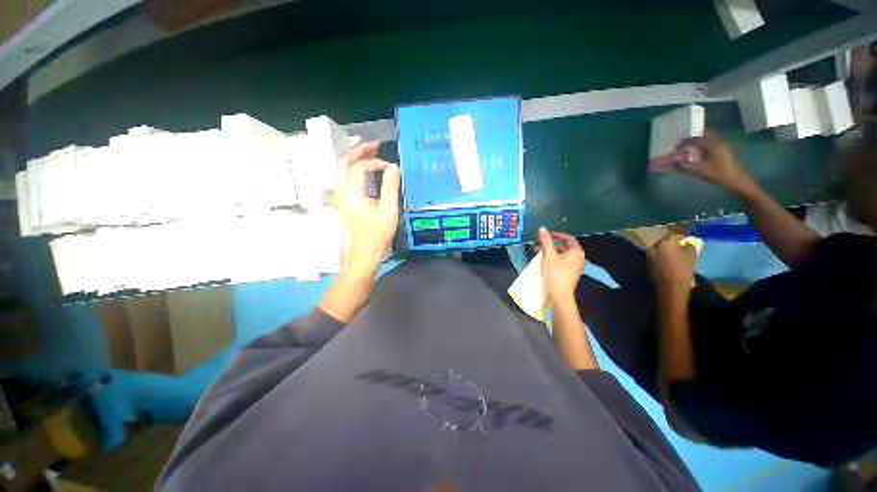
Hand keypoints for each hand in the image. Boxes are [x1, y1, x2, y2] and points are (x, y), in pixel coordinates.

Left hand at [335, 141, 400, 271]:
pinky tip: (367, 171)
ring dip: (356, 158)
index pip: (360, 166)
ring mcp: (341, 196)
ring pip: (343, 168)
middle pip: (345, 161)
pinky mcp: (344, 202)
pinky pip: (346, 178)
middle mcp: (341, 190)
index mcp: (351, 191)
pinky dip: (356, 169)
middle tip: (376, 144)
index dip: (376, 162)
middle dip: (359, 150)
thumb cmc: (376, 234)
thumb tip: (393, 167)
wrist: (363, 253)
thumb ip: (390, 186)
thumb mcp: (388, 210)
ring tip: (372, 153)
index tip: (391, 169)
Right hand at [536, 227, 585, 304]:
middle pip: (564, 246)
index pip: (568, 238)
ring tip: (538, 253)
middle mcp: (579, 258)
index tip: (545, 235)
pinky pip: (562, 261)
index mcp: (576, 251)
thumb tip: (542, 228)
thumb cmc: (555, 273)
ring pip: (562, 254)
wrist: (560, 295)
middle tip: (538, 245)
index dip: (556, 235)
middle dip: (550, 244)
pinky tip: (544, 261)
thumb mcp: (548, 255)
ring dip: (550, 252)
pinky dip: (553, 259)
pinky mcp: (570, 273)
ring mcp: (575, 266)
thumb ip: (545, 241)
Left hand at [647, 234, 696, 298]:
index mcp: (664, 243)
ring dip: (666, 249)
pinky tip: (669, 260)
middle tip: (680, 246)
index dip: (681, 237)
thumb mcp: (691, 256)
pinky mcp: (648, 262)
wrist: (670, 285)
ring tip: (675, 253)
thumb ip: (689, 246)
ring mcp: (649, 255)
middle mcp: (654, 247)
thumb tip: (687, 243)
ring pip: (658, 248)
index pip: (674, 235)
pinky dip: (661, 255)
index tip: (686, 240)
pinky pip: (656, 255)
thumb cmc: (683, 269)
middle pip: (664, 241)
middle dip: (672, 243)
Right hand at [659, 130, 755, 195]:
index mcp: (713, 144)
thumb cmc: (718, 174)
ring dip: (696, 144)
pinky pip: (710, 145)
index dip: (684, 141)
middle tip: (680, 147)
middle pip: (702, 136)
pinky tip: (696, 155)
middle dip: (690, 140)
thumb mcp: (699, 170)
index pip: (696, 137)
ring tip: (686, 151)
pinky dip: (701, 148)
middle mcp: (718, 142)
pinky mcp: (723, 152)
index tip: (675, 147)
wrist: (736, 181)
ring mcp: (722, 146)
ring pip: (706, 140)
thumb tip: (672, 162)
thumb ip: (684, 165)